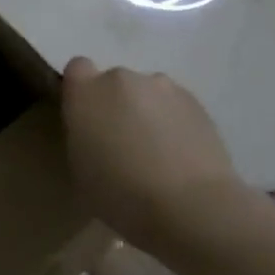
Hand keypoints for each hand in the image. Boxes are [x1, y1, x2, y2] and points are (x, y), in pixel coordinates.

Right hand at [61, 57, 243, 244]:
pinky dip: (173, 122)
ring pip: (147, 92)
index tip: (86, 118)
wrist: (189, 206)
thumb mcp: (79, 167)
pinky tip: (179, 154)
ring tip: (156, 150)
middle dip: (116, 104)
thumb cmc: (119, 193)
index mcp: (86, 91)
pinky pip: (174, 105)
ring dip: (146, 111)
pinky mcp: (197, 101)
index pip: (77, 68)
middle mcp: (122, 78)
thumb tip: (94, 129)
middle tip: (121, 141)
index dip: (81, 91)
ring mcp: (163, 86)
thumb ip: (82, 134)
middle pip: (114, 81)